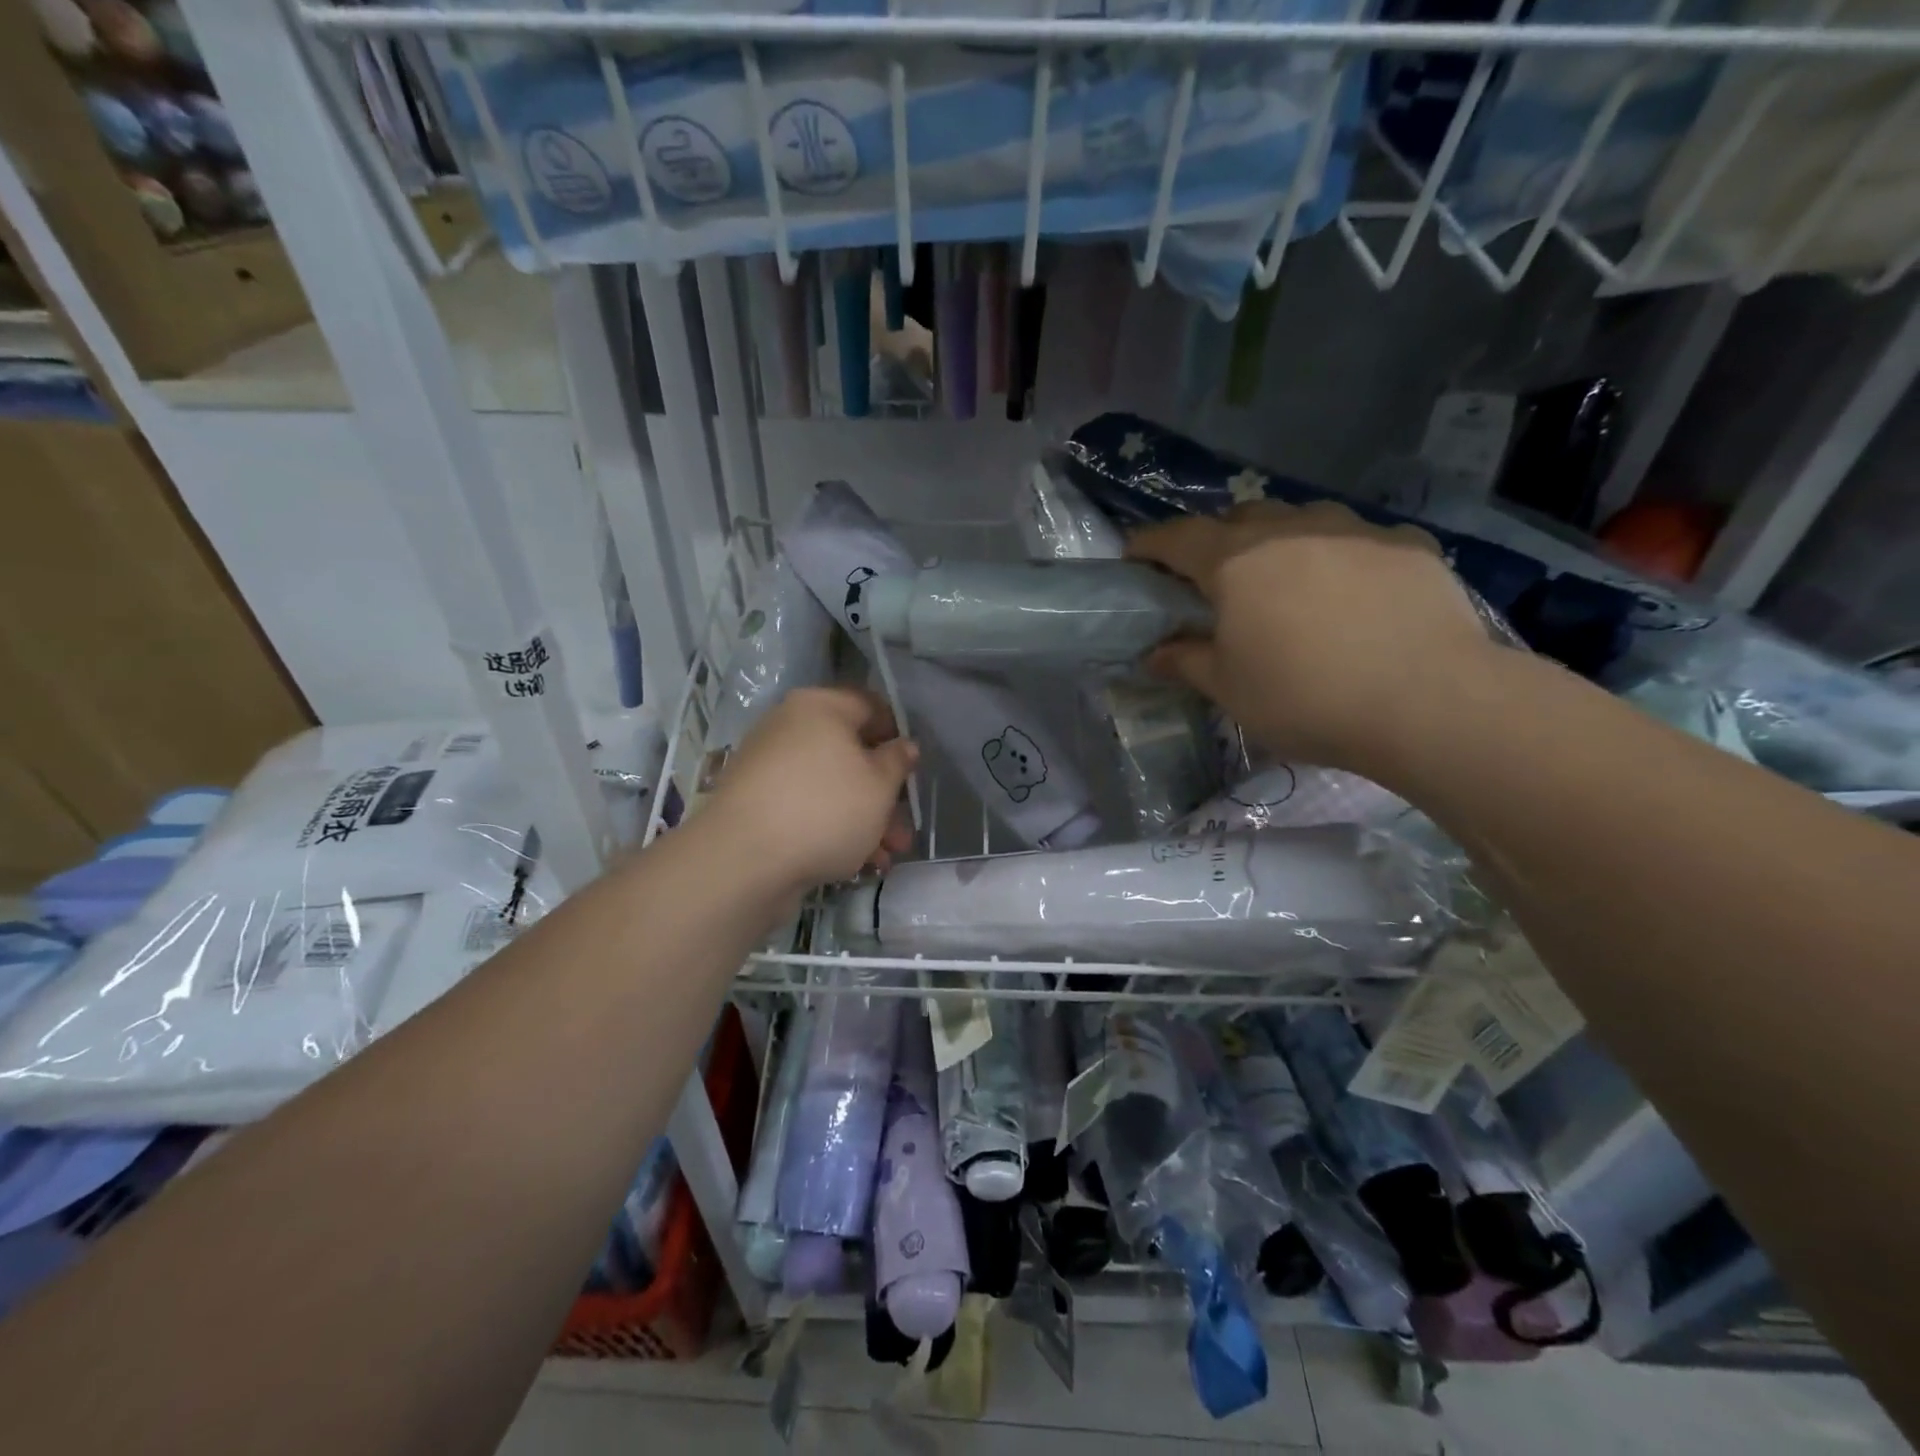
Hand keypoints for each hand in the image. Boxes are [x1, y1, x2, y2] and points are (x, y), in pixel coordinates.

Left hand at [704, 687, 917, 893]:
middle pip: (850, 753)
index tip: (912, 768)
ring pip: (830, 787)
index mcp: (819, 707)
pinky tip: (854, 864)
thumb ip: (897, 761)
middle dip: (883, 795)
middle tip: (903, 830)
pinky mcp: (756, 805)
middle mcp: (790, 728)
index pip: (870, 705)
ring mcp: (769, 767)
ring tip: (886, 856)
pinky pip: (805, 808)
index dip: (897, 734)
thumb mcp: (879, 785)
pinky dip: (831, 829)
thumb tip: (903, 745)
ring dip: (864, 819)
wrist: (743, 860)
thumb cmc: (825, 809)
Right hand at [1127, 501, 1496, 772]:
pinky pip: (1358, 539)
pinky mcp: (1407, 544)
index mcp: (1236, 561)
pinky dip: (1340, 557)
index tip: (1132, 556)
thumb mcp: (1230, 689)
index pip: (1175, 538)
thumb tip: (1153, 653)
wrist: (1430, 701)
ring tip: (1286, 582)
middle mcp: (1290, 529)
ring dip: (1279, 543)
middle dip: (1216, 541)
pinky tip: (1353, 591)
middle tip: (1213, 580)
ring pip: (1300, 521)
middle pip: (1238, 518)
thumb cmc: (1305, 697)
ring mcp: (1354, 530)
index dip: (1148, 544)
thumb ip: (1186, 661)